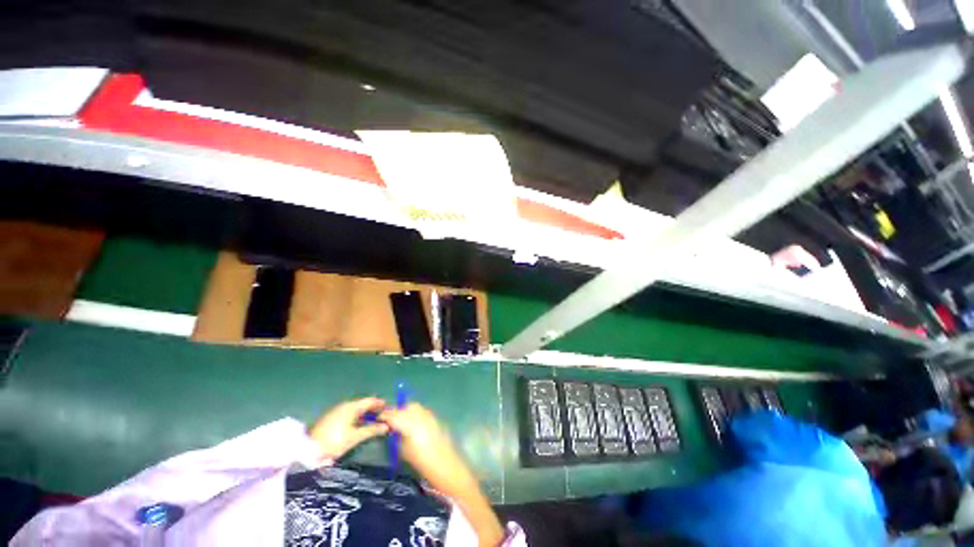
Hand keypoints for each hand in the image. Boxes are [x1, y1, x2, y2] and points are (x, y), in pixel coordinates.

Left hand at [309, 397, 388, 460]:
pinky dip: (356, 416)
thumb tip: (386, 426)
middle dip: (373, 408)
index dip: (380, 403)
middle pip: (362, 404)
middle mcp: (345, 405)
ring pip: (355, 409)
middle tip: (382, 415)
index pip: (370, 400)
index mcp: (352, 406)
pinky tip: (358, 424)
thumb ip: (371, 430)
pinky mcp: (330, 418)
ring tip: (372, 420)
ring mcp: (336, 411)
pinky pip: (348, 413)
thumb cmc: (334, 441)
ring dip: (364, 413)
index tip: (388, 407)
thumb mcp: (355, 437)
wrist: (308, 449)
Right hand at [381, 403, 504, 546]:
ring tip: (401, 424)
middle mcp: (421, 415)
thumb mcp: (404, 451)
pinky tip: (413, 427)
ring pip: (415, 408)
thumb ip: (397, 436)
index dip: (385, 415)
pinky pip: (422, 412)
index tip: (378, 418)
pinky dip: (416, 416)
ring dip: (407, 412)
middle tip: (391, 421)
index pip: (394, 414)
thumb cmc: (422, 463)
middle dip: (398, 411)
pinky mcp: (436, 419)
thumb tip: (392, 428)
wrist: (447, 466)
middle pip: (407, 406)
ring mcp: (430, 415)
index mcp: (410, 424)